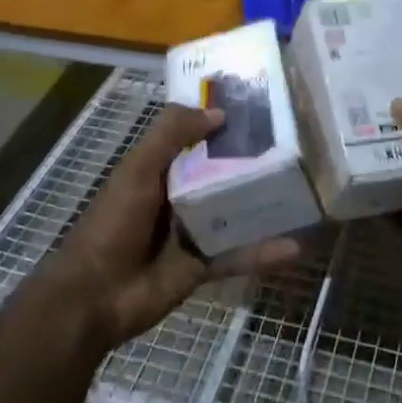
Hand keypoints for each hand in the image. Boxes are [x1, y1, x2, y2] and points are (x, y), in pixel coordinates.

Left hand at [40, 103, 302, 357]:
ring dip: (266, 203)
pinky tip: (296, 246)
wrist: (94, 296)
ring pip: (237, 211)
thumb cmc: (114, 222)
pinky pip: (239, 254)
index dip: (224, 121)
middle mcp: (181, 194)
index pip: (198, 135)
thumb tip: (218, 111)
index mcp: (162, 167)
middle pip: (223, 171)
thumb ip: (171, 135)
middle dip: (255, 159)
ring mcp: (194, 230)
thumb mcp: (138, 169)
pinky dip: (264, 252)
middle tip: (299, 144)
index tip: (262, 106)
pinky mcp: (203, 265)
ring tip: (308, 191)